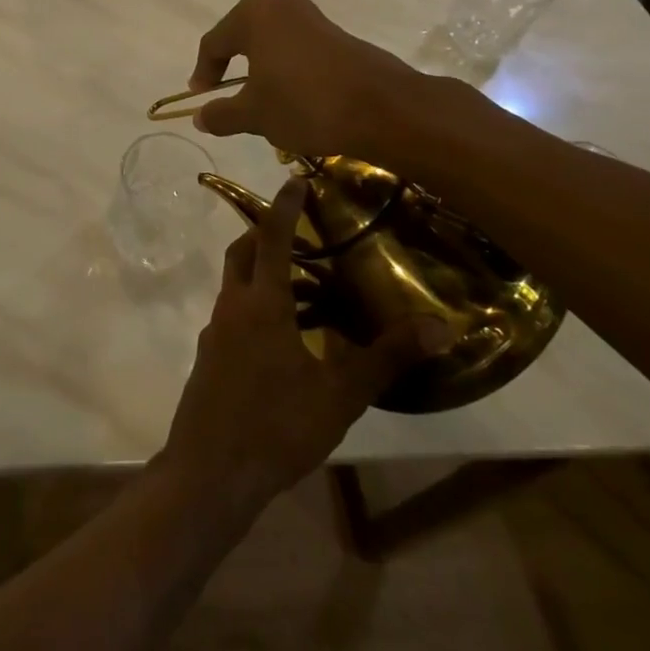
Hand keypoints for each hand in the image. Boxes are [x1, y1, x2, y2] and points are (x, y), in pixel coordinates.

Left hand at [156, 180, 451, 515]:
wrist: (211, 471)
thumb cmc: (277, 425)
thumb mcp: (340, 393)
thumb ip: (386, 356)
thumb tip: (439, 326)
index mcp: (261, 303)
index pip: (271, 237)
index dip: (283, 206)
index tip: (295, 179)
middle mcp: (232, 307)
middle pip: (242, 253)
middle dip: (266, 234)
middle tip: (301, 235)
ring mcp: (214, 333)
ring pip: (236, 286)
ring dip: (263, 275)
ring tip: (306, 289)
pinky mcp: (209, 358)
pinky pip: (233, 316)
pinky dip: (256, 308)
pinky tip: (284, 340)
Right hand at [188, 0, 429, 157]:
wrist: (384, 109)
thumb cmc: (305, 104)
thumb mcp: (254, 115)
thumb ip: (221, 114)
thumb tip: (200, 116)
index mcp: (254, 17)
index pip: (214, 43)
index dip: (203, 72)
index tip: (201, 98)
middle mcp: (282, 7)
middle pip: (243, 37)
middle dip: (232, 67)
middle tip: (227, 94)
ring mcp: (314, 19)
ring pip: (273, 43)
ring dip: (262, 69)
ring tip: (261, 101)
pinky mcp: (340, 36)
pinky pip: (299, 50)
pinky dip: (288, 70)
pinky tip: (295, 99)